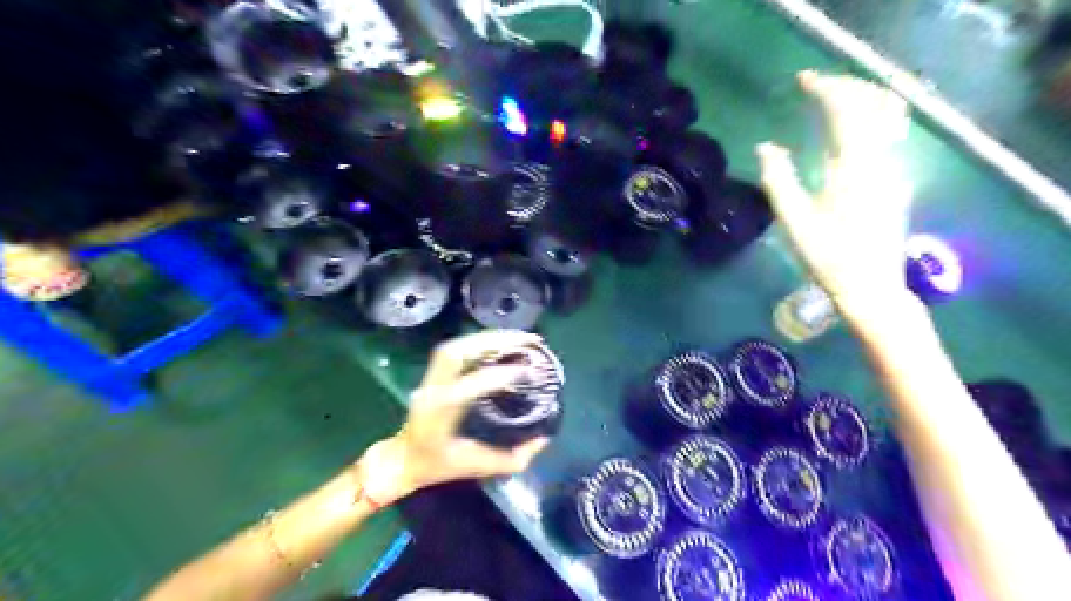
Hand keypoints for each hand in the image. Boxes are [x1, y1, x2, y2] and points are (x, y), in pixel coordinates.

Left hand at [360, 331, 550, 504]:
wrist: (403, 460)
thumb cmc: (438, 466)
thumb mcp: (479, 467)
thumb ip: (513, 458)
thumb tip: (543, 439)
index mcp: (441, 412)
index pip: (472, 384)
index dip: (501, 375)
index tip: (528, 371)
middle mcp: (433, 388)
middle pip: (459, 351)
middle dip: (496, 340)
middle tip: (528, 339)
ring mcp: (430, 377)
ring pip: (457, 345)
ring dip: (490, 337)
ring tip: (520, 336)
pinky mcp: (434, 373)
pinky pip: (457, 348)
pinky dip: (481, 341)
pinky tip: (502, 342)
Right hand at [756, 70, 914, 314]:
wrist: (870, 285)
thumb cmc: (827, 256)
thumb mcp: (793, 221)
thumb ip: (778, 179)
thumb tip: (765, 147)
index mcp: (853, 167)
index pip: (846, 109)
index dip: (825, 87)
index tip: (801, 80)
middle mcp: (881, 159)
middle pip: (874, 102)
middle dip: (845, 84)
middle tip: (815, 85)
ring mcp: (894, 167)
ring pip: (889, 113)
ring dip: (862, 95)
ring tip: (833, 97)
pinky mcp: (897, 178)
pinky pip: (889, 130)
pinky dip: (871, 113)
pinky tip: (851, 124)